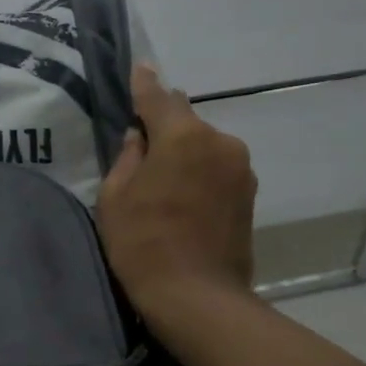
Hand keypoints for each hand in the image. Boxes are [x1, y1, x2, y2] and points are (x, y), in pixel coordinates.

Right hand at [97, 64, 258, 328]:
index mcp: (184, 137)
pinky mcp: (249, 194)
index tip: (139, 68)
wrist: (197, 297)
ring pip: (204, 145)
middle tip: (141, 138)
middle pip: (186, 120)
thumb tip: (139, 137)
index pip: (159, 98)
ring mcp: (241, 168)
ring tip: (162, 175)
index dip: (144, 84)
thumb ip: (128, 157)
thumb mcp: (115, 197)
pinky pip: (217, 166)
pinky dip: (199, 170)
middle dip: (164, 123)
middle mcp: (220, 142)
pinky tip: (182, 192)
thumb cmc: (143, 244)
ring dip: (184, 150)